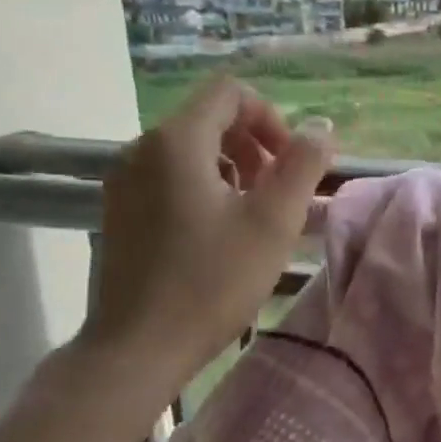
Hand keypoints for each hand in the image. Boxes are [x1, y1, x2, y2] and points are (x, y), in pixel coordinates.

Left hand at [79, 75, 333, 406]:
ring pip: (191, 150)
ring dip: (233, 168)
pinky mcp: (120, 211)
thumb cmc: (211, 282)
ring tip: (254, 215)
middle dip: (255, 145)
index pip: (230, 92)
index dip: (271, 118)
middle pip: (210, 119)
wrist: (136, 348)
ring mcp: (125, 182)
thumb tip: (321, 127)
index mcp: (176, 142)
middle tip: (279, 193)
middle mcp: (141, 149)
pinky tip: (220, 233)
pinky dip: (205, 187)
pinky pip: (170, 177)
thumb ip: (303, 164)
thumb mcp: (272, 222)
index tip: (290, 165)